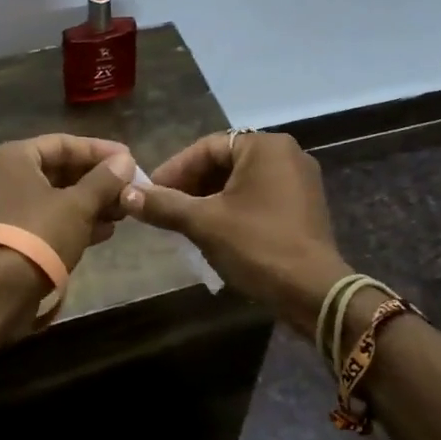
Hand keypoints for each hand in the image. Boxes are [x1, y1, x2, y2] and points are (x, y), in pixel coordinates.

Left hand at [0, 134, 136, 333]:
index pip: (64, 143)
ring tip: (124, 211)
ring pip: (60, 196)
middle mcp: (8, 176)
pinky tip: (108, 230)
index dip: (99, 150)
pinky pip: (53, 219)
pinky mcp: (18, 235)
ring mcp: (11, 207)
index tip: (130, 159)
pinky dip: (79, 221)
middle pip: (62, 170)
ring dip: (93, 202)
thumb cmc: (40, 232)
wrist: (2, 290)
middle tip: (130, 188)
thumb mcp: (78, 204)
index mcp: (15, 157)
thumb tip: (126, 161)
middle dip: (99, 181)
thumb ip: (104, 180)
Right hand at [120, 130, 350, 337]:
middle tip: (164, 208)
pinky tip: (214, 231)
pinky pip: (259, 197)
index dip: (173, 170)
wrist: (314, 293)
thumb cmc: (257, 246)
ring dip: (209, 199)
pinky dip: (233, 209)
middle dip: (191, 185)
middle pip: (224, 162)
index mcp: (265, 146)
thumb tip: (126, 194)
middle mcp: (287, 154)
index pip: (206, 148)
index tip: (149, 192)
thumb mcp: (203, 223)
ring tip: (183, 223)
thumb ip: (164, 204)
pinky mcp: (305, 206)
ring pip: (241, 182)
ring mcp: (300, 181)